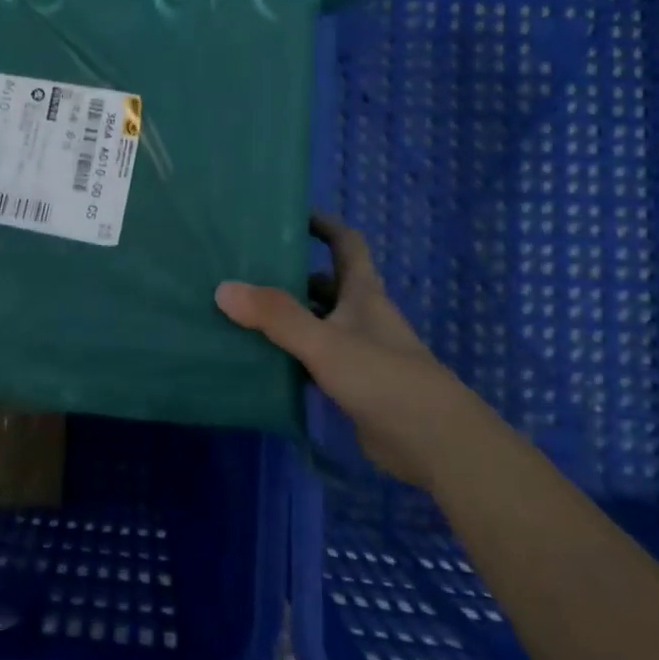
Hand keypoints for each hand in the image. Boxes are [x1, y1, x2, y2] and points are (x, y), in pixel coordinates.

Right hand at [215, 214, 470, 484]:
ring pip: (318, 323)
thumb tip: (223, 288)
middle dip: (291, 275)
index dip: (324, 225)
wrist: (435, 444)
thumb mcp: (325, 342)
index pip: (346, 244)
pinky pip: (314, 359)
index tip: (291, 215)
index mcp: (363, 293)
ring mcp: (359, 352)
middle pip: (326, 285)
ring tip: (241, 313)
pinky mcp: (353, 386)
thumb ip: (276, 316)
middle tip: (245, 270)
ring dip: (288, 317)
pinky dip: (291, 355)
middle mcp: (362, 316)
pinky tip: (260, 360)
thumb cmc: (384, 379)